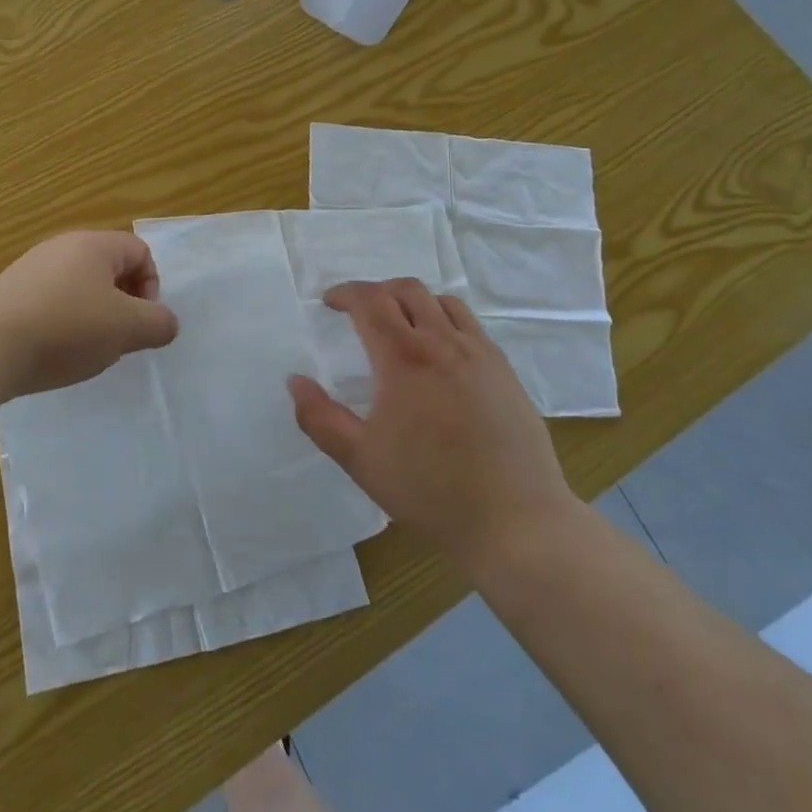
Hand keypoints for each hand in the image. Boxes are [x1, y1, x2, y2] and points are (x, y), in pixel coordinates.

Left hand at [0, 231, 179, 397]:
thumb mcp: (126, 329)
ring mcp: (31, 269)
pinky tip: (54, 352)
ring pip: (80, 289)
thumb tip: (166, 323)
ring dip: (93, 317)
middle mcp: (61, 247)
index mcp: (93, 245)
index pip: (140, 251)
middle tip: (118, 338)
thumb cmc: (66, 328)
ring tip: (86, 349)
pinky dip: (62, 325)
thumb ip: (158, 324)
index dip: (152, 286)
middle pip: (110, 269)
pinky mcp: (9, 295)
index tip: (141, 321)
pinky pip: (51, 303)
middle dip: (123, 305)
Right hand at [288, 279, 580, 570]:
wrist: (516, 522)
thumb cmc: (430, 490)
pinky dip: (445, 321)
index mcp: (404, 358)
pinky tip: (440, 354)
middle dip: (376, 291)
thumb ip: (320, 417)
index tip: (329, 302)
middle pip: (407, 290)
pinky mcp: (506, 372)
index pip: (370, 301)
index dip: (345, 294)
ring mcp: (481, 355)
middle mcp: (444, 343)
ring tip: (399, 325)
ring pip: (443, 302)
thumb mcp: (360, 460)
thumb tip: (295, 381)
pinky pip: (471, 326)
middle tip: (359, 312)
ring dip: (413, 301)